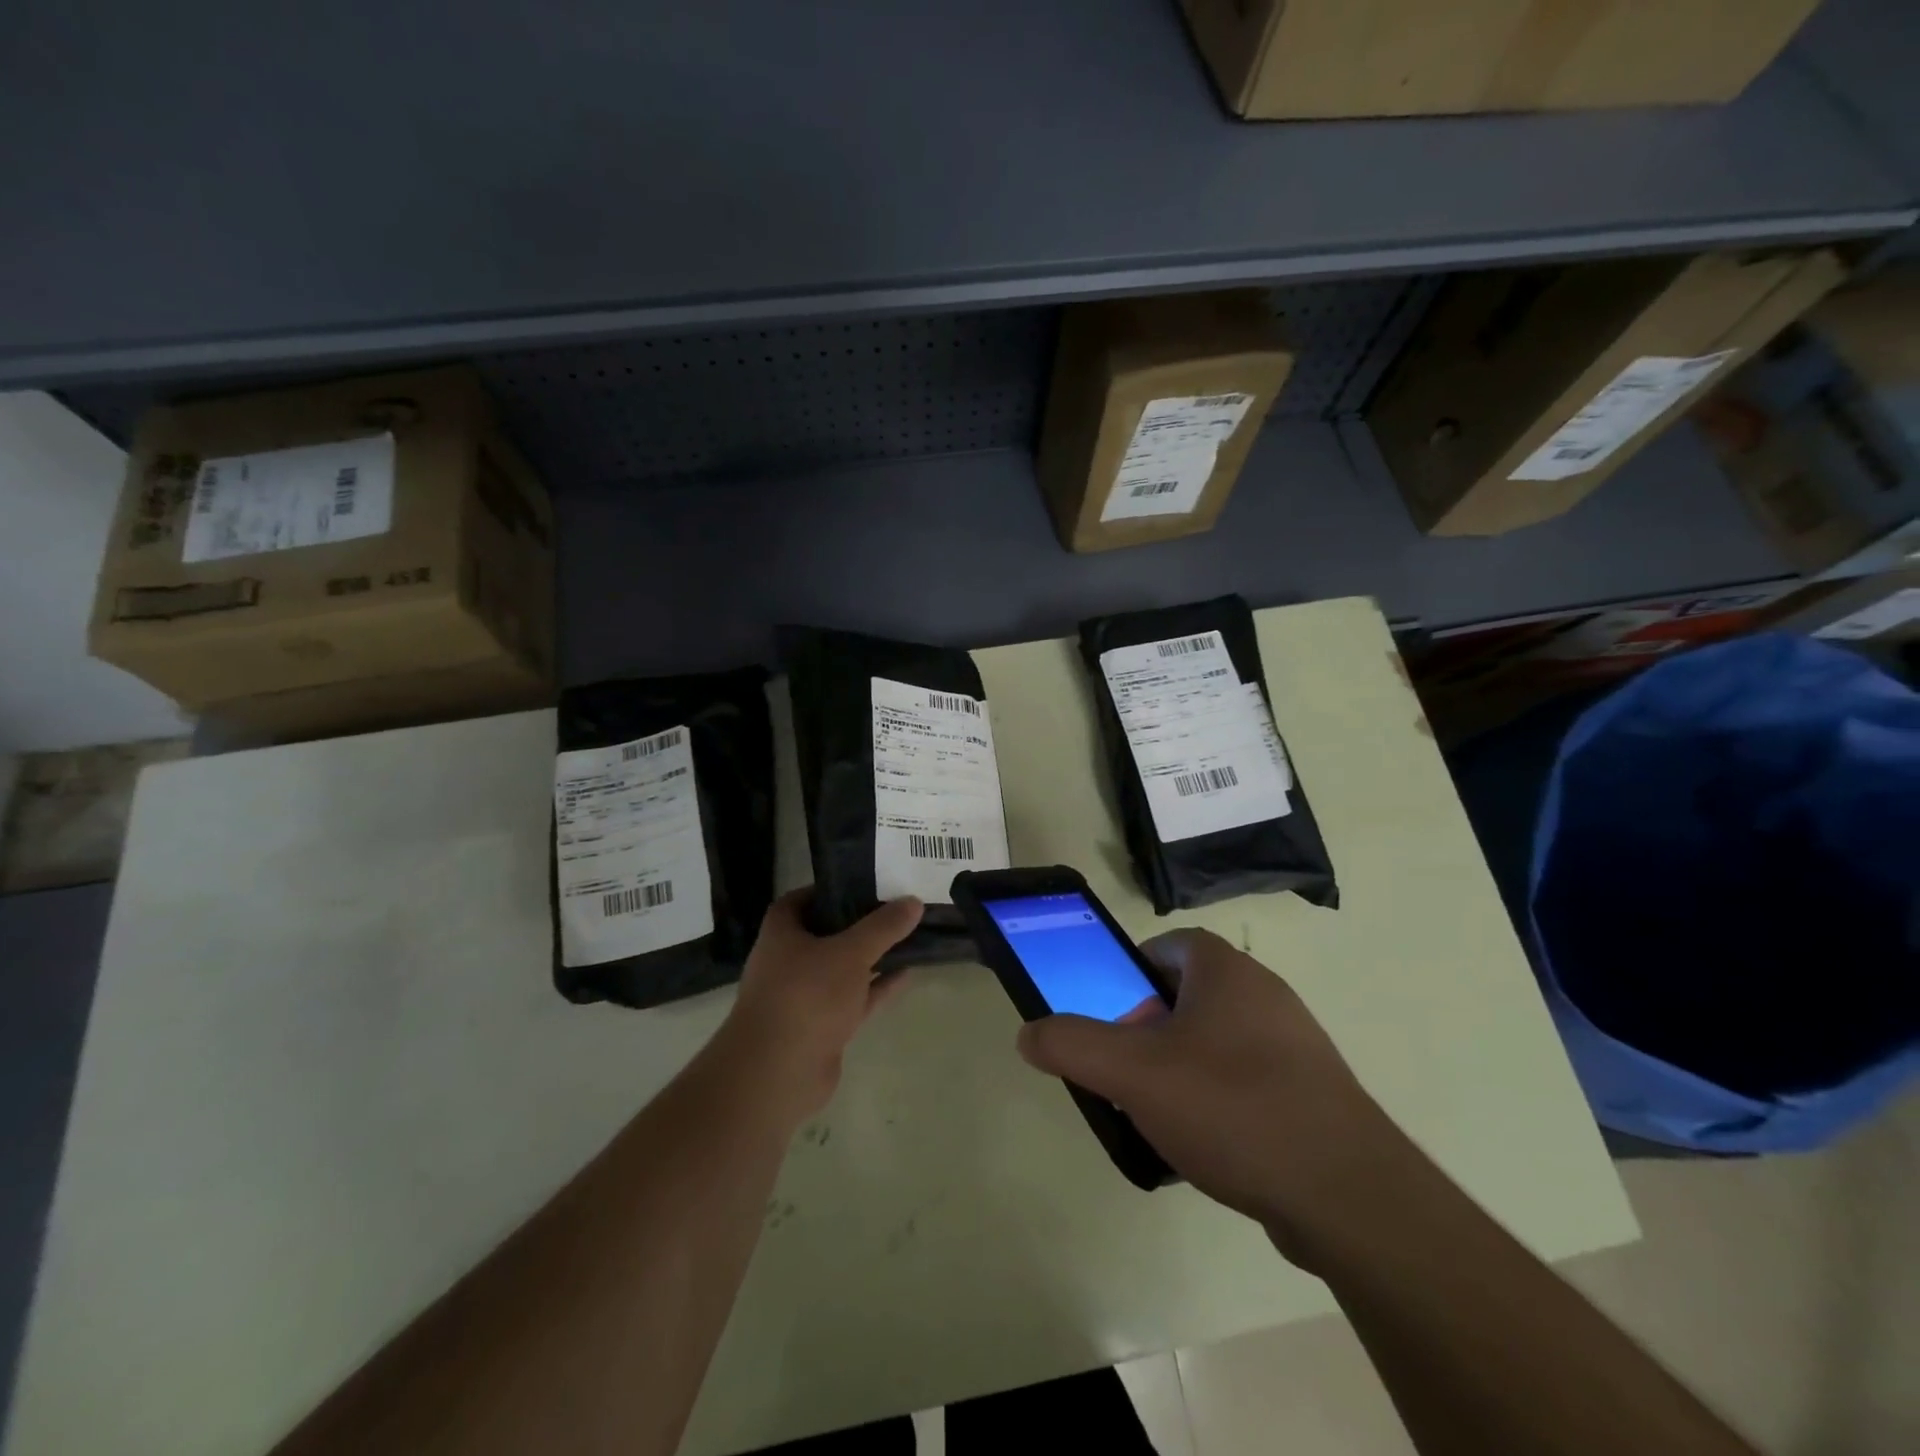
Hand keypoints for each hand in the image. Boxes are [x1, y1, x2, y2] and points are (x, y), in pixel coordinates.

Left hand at [718, 889, 923, 1123]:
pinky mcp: (822, 1026)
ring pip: (843, 967)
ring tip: (909, 937)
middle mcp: (788, 960)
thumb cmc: (806, 996)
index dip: (831, 889)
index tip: (864, 883)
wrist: (778, 1074)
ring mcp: (805, 996)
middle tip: (896, 907)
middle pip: (827, 933)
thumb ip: (884, 927)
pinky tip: (907, 974)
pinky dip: (877, 986)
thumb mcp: (851, 952)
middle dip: (859, 923)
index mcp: (782, 933)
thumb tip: (914, 901)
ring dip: (872, 956)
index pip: (802, 899)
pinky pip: (854, 998)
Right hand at [1016, 929, 1415, 1261]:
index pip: (1170, 945)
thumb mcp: (1133, 1074)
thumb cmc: (1233, 1107)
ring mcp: (1295, 1044)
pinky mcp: (1314, 1093)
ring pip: (1218, 1041)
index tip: (1113, 1015)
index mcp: (1227, 971)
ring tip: (1160, 1114)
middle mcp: (1265, 994)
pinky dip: (1219, 1102)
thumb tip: (1028, 1033)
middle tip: (1127, 1069)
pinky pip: (1249, 1082)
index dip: (1133, 972)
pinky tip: (1207, 1148)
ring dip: (1182, 1068)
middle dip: (1151, 1028)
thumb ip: (1073, 1046)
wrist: (1348, 1196)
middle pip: (1189, 994)